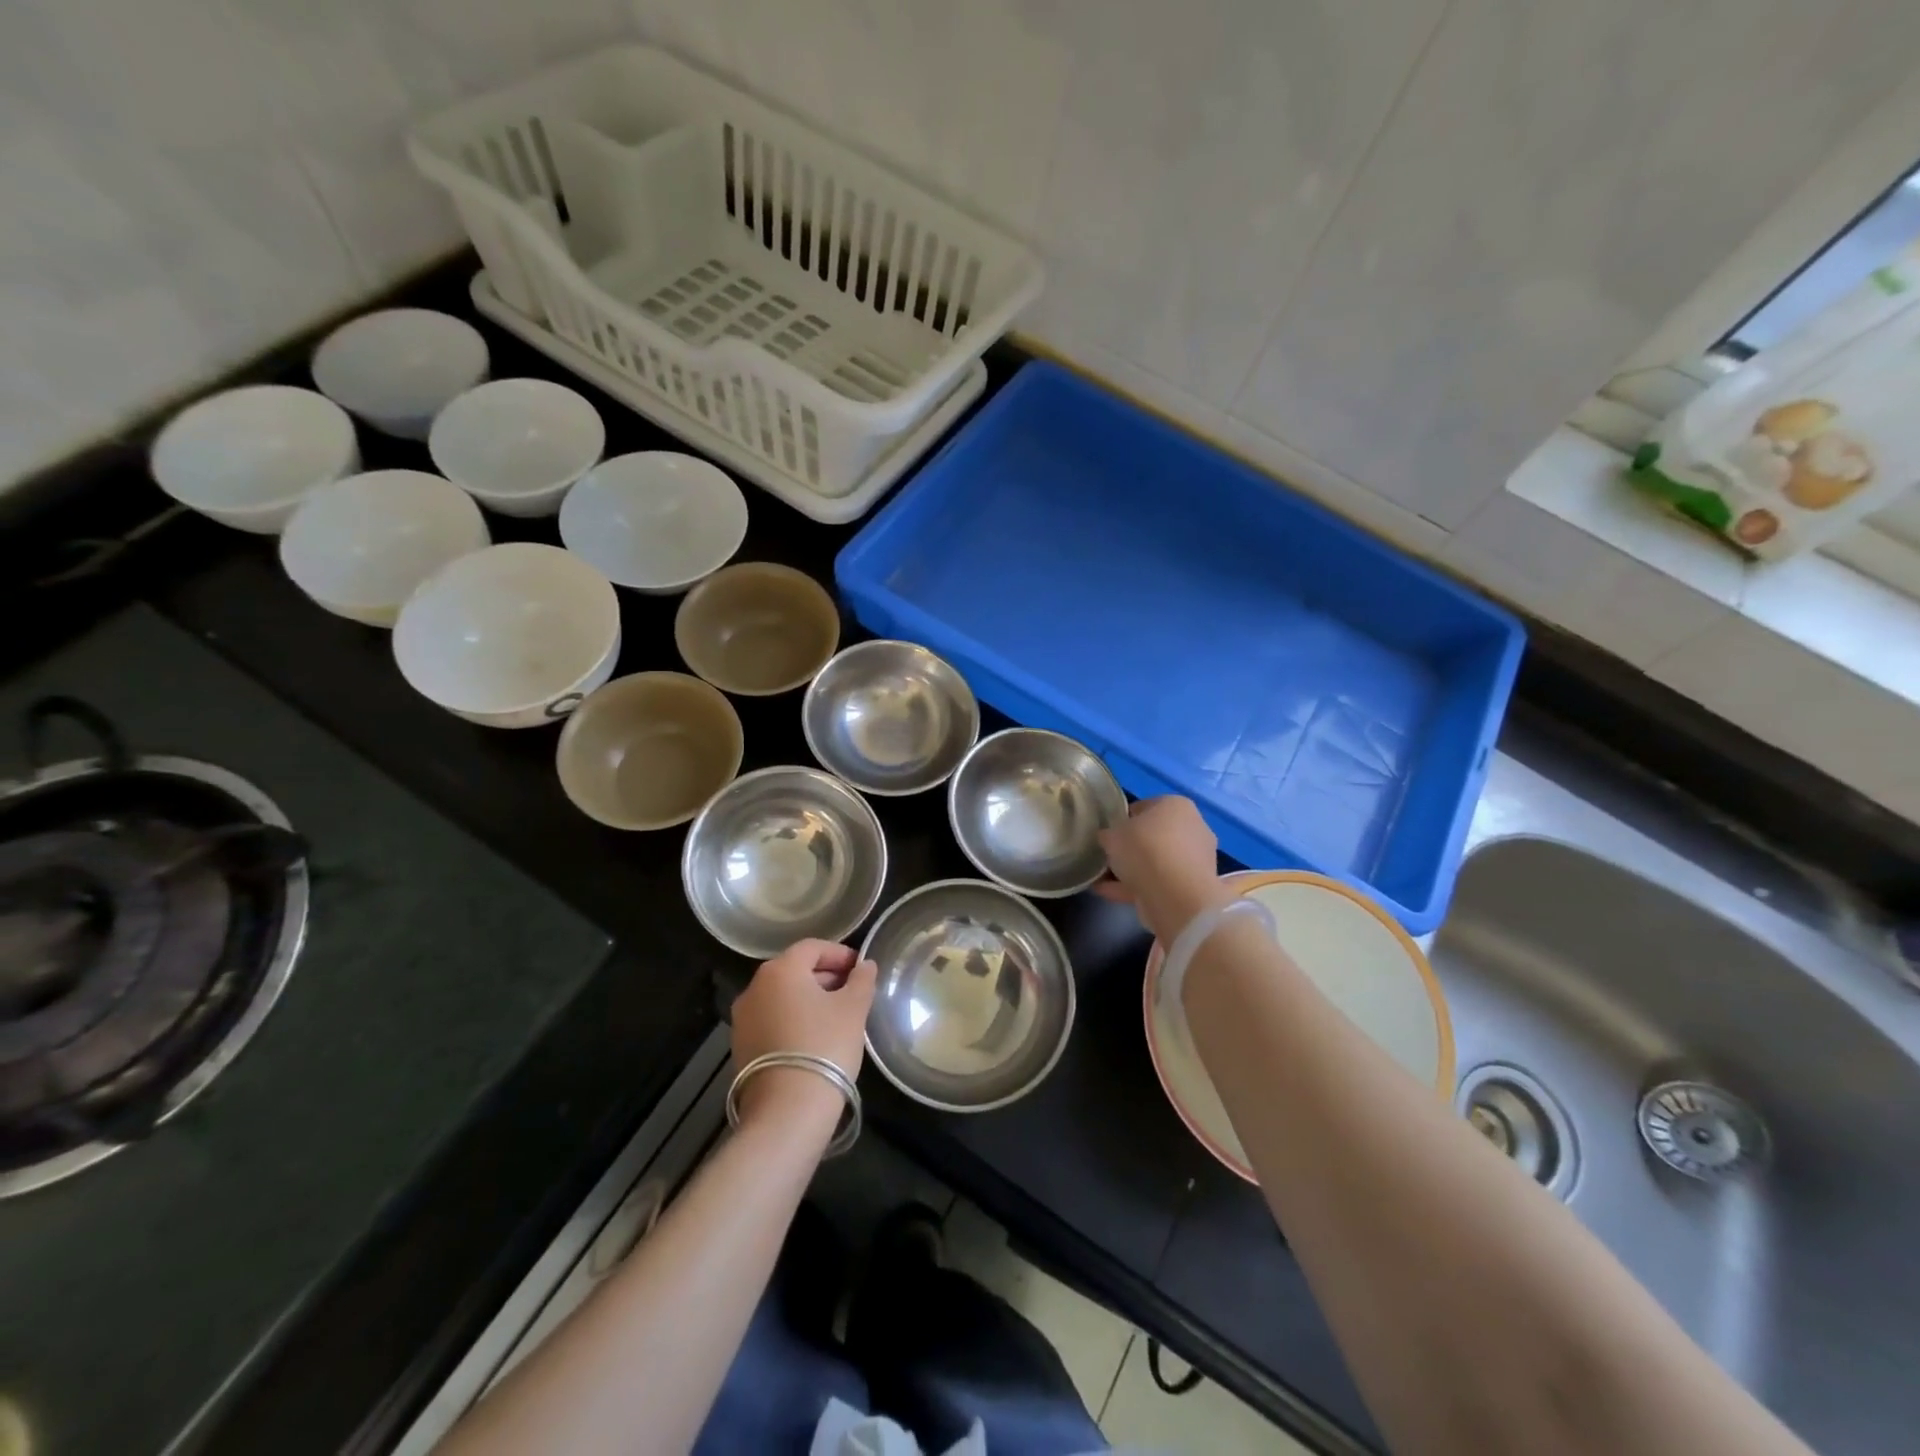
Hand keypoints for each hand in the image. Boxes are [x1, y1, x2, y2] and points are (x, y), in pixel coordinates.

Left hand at [731, 939, 877, 1126]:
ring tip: (836, 1016)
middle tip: (852, 992)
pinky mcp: (741, 1046)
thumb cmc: (825, 1046)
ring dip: (808, 998)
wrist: (787, 1110)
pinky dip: (793, 1019)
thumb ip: (862, 980)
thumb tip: (865, 965)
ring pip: (782, 996)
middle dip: (825, 976)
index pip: (813, 947)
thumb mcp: (853, 1009)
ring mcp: (743, 1018)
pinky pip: (772, 1019)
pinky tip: (814, 1038)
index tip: (860, 969)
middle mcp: (755, 987)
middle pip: (794, 970)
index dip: (840, 954)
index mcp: (780, 970)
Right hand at [1095, 796, 1232, 943]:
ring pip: (1156, 862)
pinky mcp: (1192, 886)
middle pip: (1153, 836)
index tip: (1107, 834)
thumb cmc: (1144, 849)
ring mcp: (1195, 859)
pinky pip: (1158, 882)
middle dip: (1130, 847)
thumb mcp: (1112, 835)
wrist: (1175, 895)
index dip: (1122, 820)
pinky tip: (1109, 893)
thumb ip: (1108, 834)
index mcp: (1176, 805)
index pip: (1144, 807)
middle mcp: (1192, 828)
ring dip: (1132, 870)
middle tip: (1107, 857)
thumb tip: (1107, 838)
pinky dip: (1136, 887)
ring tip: (1103, 880)